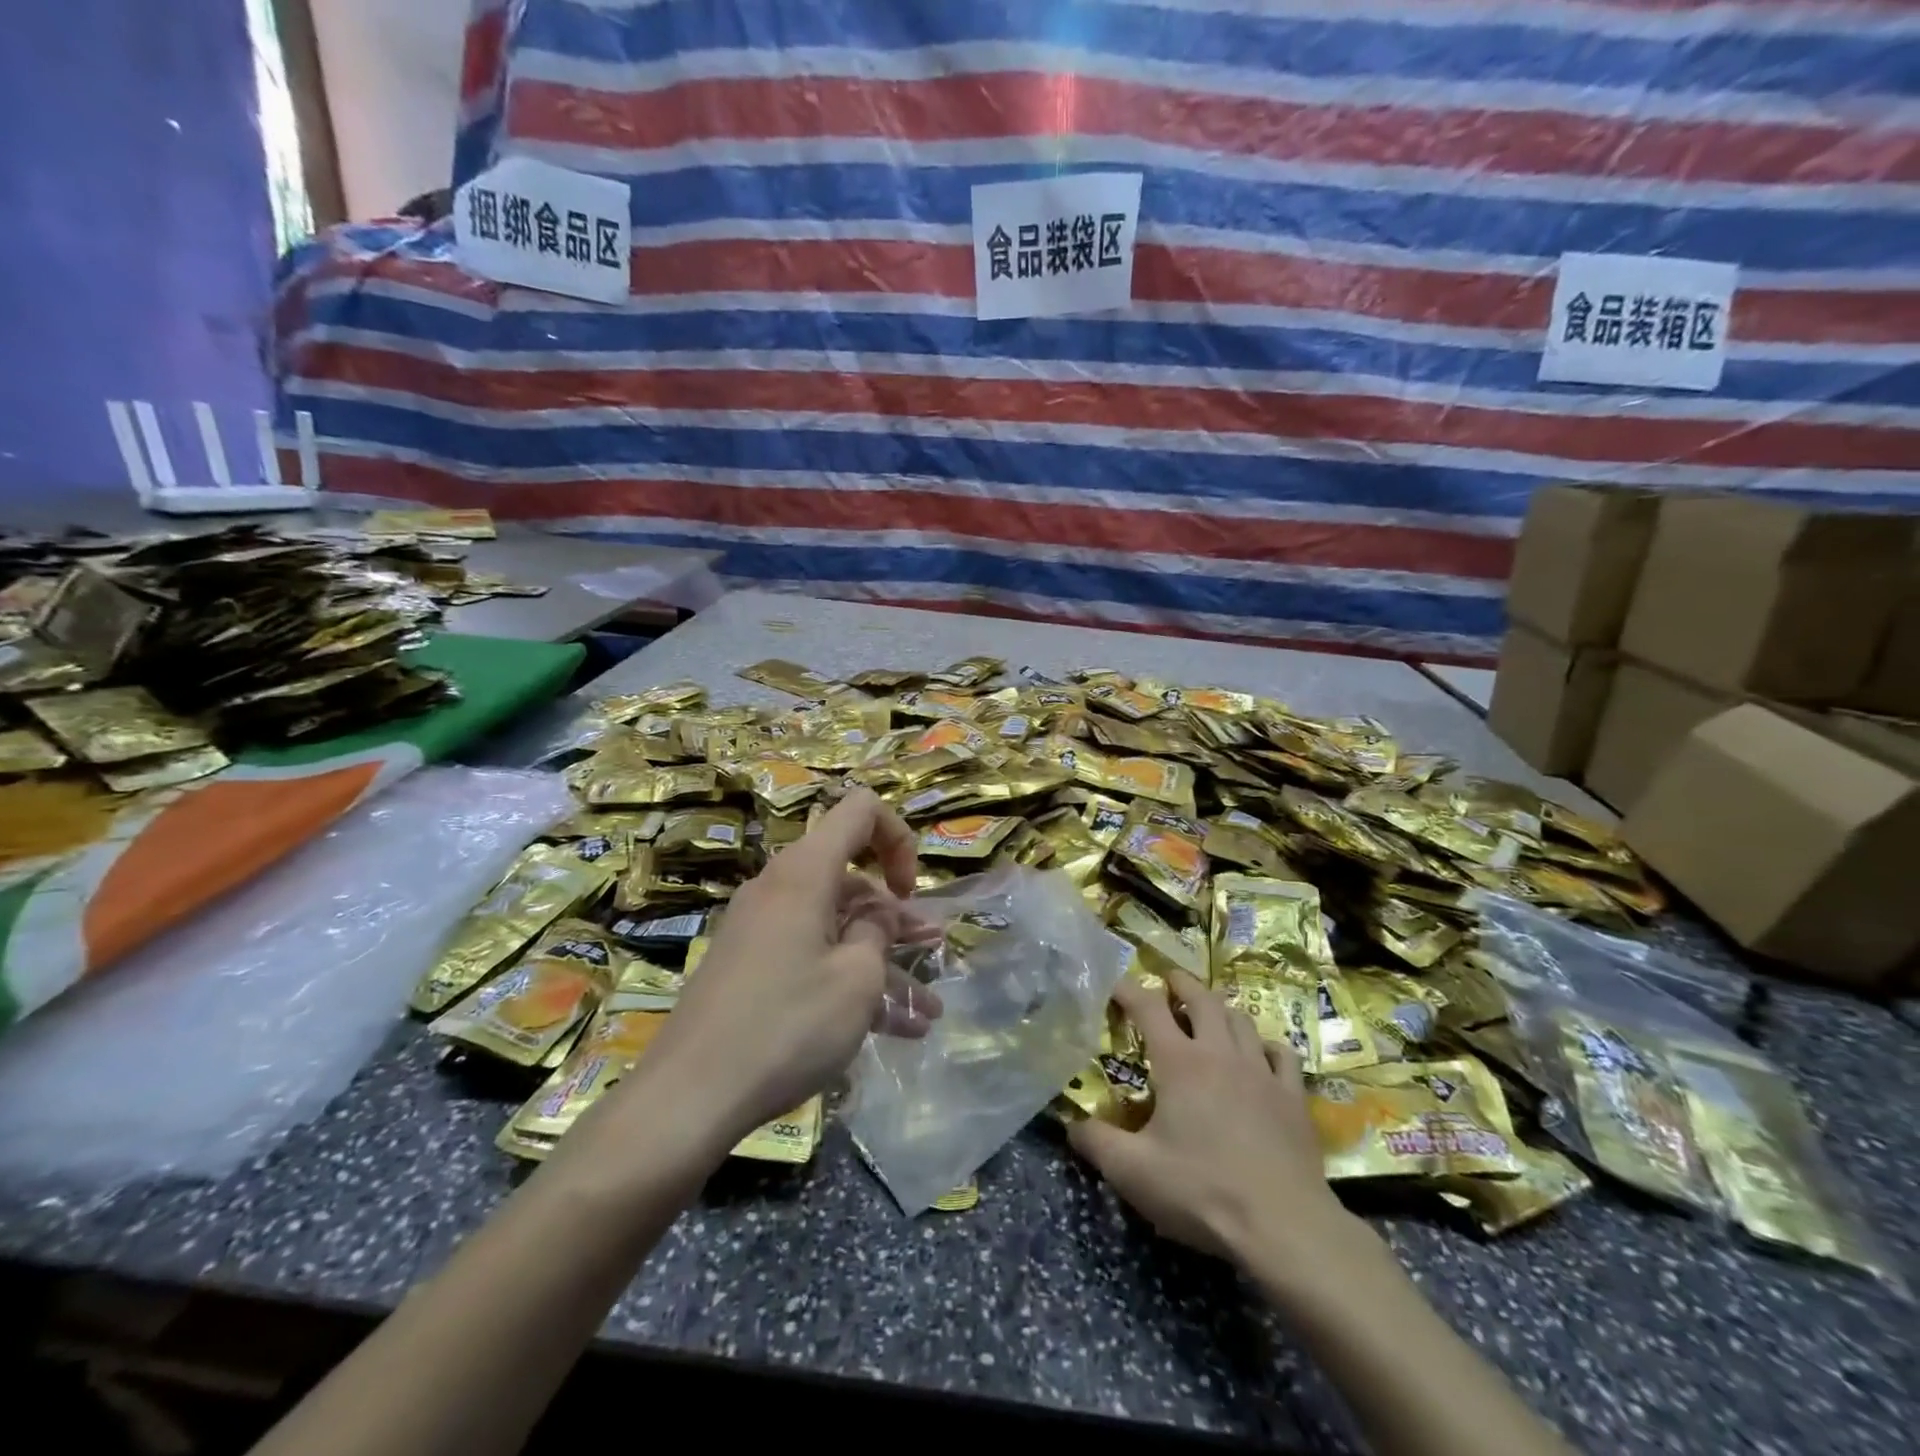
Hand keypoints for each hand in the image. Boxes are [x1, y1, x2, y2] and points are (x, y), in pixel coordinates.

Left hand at [626, 789, 941, 1150]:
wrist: (689, 1096)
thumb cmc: (787, 1025)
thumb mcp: (856, 978)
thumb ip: (879, 931)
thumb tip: (878, 915)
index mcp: (805, 872)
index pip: (860, 811)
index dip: (898, 838)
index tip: (909, 892)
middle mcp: (780, 888)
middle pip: (851, 878)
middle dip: (897, 915)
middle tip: (931, 949)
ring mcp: (762, 929)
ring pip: (836, 927)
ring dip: (882, 960)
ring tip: (926, 1009)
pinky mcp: (751, 966)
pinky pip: (812, 957)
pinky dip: (848, 981)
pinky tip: (889, 1029)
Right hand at [1068, 971, 1361, 1274]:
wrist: (1284, 1226)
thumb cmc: (1202, 1191)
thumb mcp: (1133, 1172)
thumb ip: (1096, 1142)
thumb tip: (1070, 1124)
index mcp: (1179, 1063)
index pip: (1149, 1007)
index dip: (1130, 990)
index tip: (1116, 986)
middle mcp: (1220, 1053)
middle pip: (1202, 999)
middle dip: (1182, 984)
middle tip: (1169, 980)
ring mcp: (1262, 1072)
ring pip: (1241, 1020)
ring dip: (1221, 1009)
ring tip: (1211, 1013)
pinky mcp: (1293, 1097)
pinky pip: (1282, 1054)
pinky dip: (1267, 1046)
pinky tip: (1261, 1054)